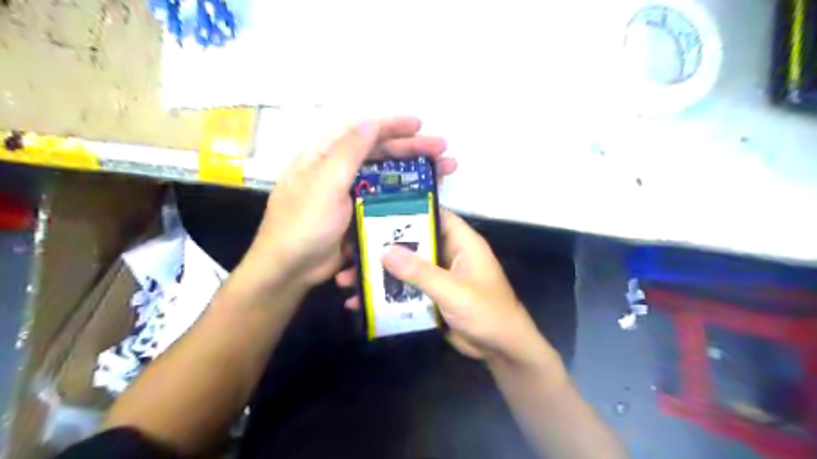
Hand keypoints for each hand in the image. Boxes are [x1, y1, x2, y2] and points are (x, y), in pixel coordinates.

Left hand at [236, 117, 456, 295]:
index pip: (362, 133)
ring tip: (445, 167)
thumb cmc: (304, 224)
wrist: (292, 270)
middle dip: (412, 148)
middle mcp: (339, 172)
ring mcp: (351, 195)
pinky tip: (427, 194)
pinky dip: (407, 195)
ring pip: (387, 177)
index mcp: (325, 157)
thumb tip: (370, 122)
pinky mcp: (360, 216)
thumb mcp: (324, 183)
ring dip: (415, 171)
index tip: (419, 125)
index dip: (391, 126)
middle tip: (442, 148)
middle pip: (380, 154)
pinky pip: (387, 200)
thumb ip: (348, 152)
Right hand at [334, 208, 551, 365]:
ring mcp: (439, 275)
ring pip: (406, 267)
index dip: (409, 209)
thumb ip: (421, 272)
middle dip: (384, 246)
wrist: (500, 349)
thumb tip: (386, 251)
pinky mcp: (432, 295)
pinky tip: (361, 302)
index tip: (376, 210)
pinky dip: (388, 293)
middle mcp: (448, 253)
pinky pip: (407, 288)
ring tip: (347, 279)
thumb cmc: (487, 312)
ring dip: (381, 272)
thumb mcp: (453, 290)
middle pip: (414, 241)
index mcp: (461, 242)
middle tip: (351, 249)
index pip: (435, 214)